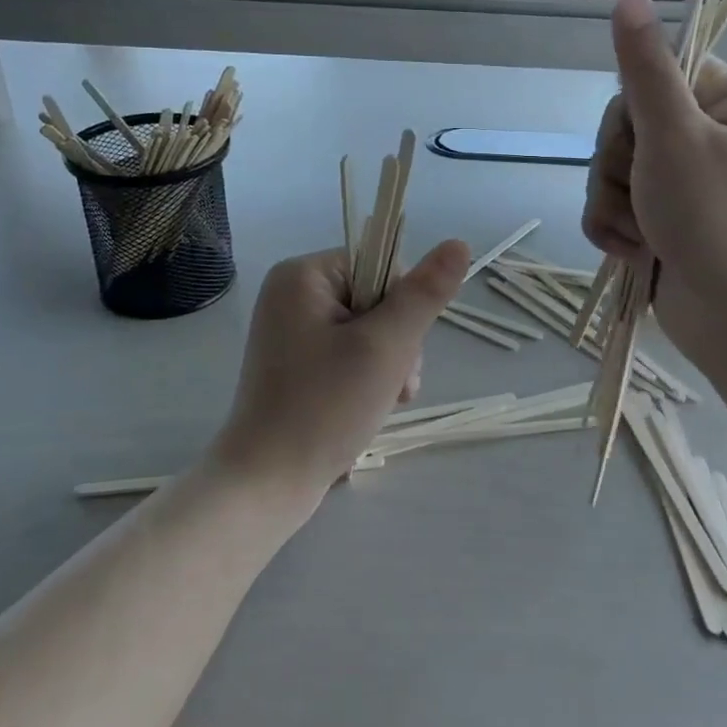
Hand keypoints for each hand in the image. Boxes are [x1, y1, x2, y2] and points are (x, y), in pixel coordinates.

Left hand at [211, 240, 469, 510]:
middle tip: (394, 384)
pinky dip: (369, 378)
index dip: (404, 305)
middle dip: (398, 343)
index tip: (400, 347)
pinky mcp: (296, 365)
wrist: (266, 482)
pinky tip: (373, 407)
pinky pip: (348, 354)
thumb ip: (424, 293)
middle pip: (377, 299)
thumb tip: (459, 243)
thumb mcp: (386, 345)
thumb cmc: (325, 406)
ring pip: (369, 331)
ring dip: (389, 364)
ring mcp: (291, 332)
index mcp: (303, 275)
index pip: (381, 265)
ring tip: (386, 401)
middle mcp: (292, 295)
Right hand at [581, 0, 726, 420]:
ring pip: (610, 169)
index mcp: (726, 102)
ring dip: (613, 204)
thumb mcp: (674, 136)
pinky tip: (635, 253)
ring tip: (644, 236)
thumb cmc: (715, 221)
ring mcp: (682, 183)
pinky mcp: (661, 220)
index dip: (634, 109)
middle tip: (647, 196)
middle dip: (619, 167)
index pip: (654, 73)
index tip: (644, 138)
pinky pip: (612, 207)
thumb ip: (644, 69)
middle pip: (624, 125)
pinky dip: (614, 230)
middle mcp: (706, 137)